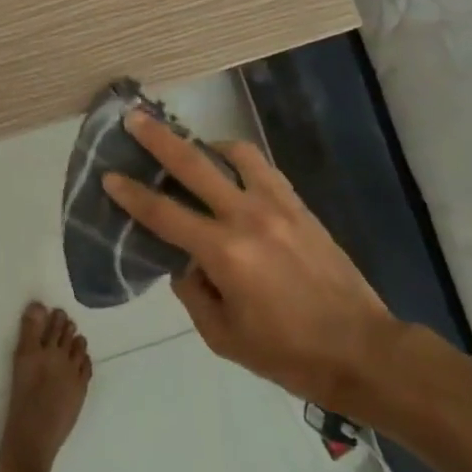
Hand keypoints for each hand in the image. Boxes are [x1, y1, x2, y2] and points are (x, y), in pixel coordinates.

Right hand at [104, 113, 397, 413]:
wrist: (362, 350)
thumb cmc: (288, 353)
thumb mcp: (224, 337)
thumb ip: (193, 294)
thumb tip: (183, 263)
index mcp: (224, 253)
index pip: (163, 214)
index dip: (131, 194)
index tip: (109, 175)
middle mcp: (246, 217)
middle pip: (193, 165)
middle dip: (158, 139)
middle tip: (134, 118)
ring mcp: (277, 206)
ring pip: (234, 154)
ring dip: (206, 145)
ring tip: (193, 148)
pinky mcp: (299, 206)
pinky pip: (263, 168)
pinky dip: (239, 160)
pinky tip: (231, 169)